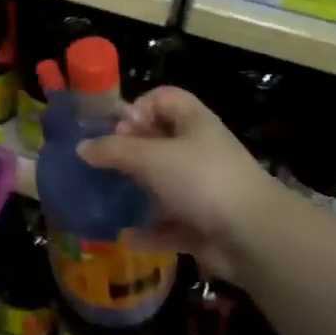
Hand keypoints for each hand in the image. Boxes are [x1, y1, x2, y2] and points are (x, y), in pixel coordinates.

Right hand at [76, 85, 284, 283]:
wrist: (253, 235)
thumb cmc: (201, 179)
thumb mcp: (150, 157)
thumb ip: (113, 151)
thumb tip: (82, 147)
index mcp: (193, 122)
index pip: (162, 98)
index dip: (137, 108)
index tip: (117, 130)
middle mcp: (199, 150)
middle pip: (159, 141)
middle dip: (130, 153)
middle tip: (104, 165)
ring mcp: (204, 189)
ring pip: (164, 184)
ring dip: (138, 192)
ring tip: (107, 198)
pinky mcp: (204, 225)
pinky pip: (170, 224)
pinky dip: (149, 231)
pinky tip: (125, 236)